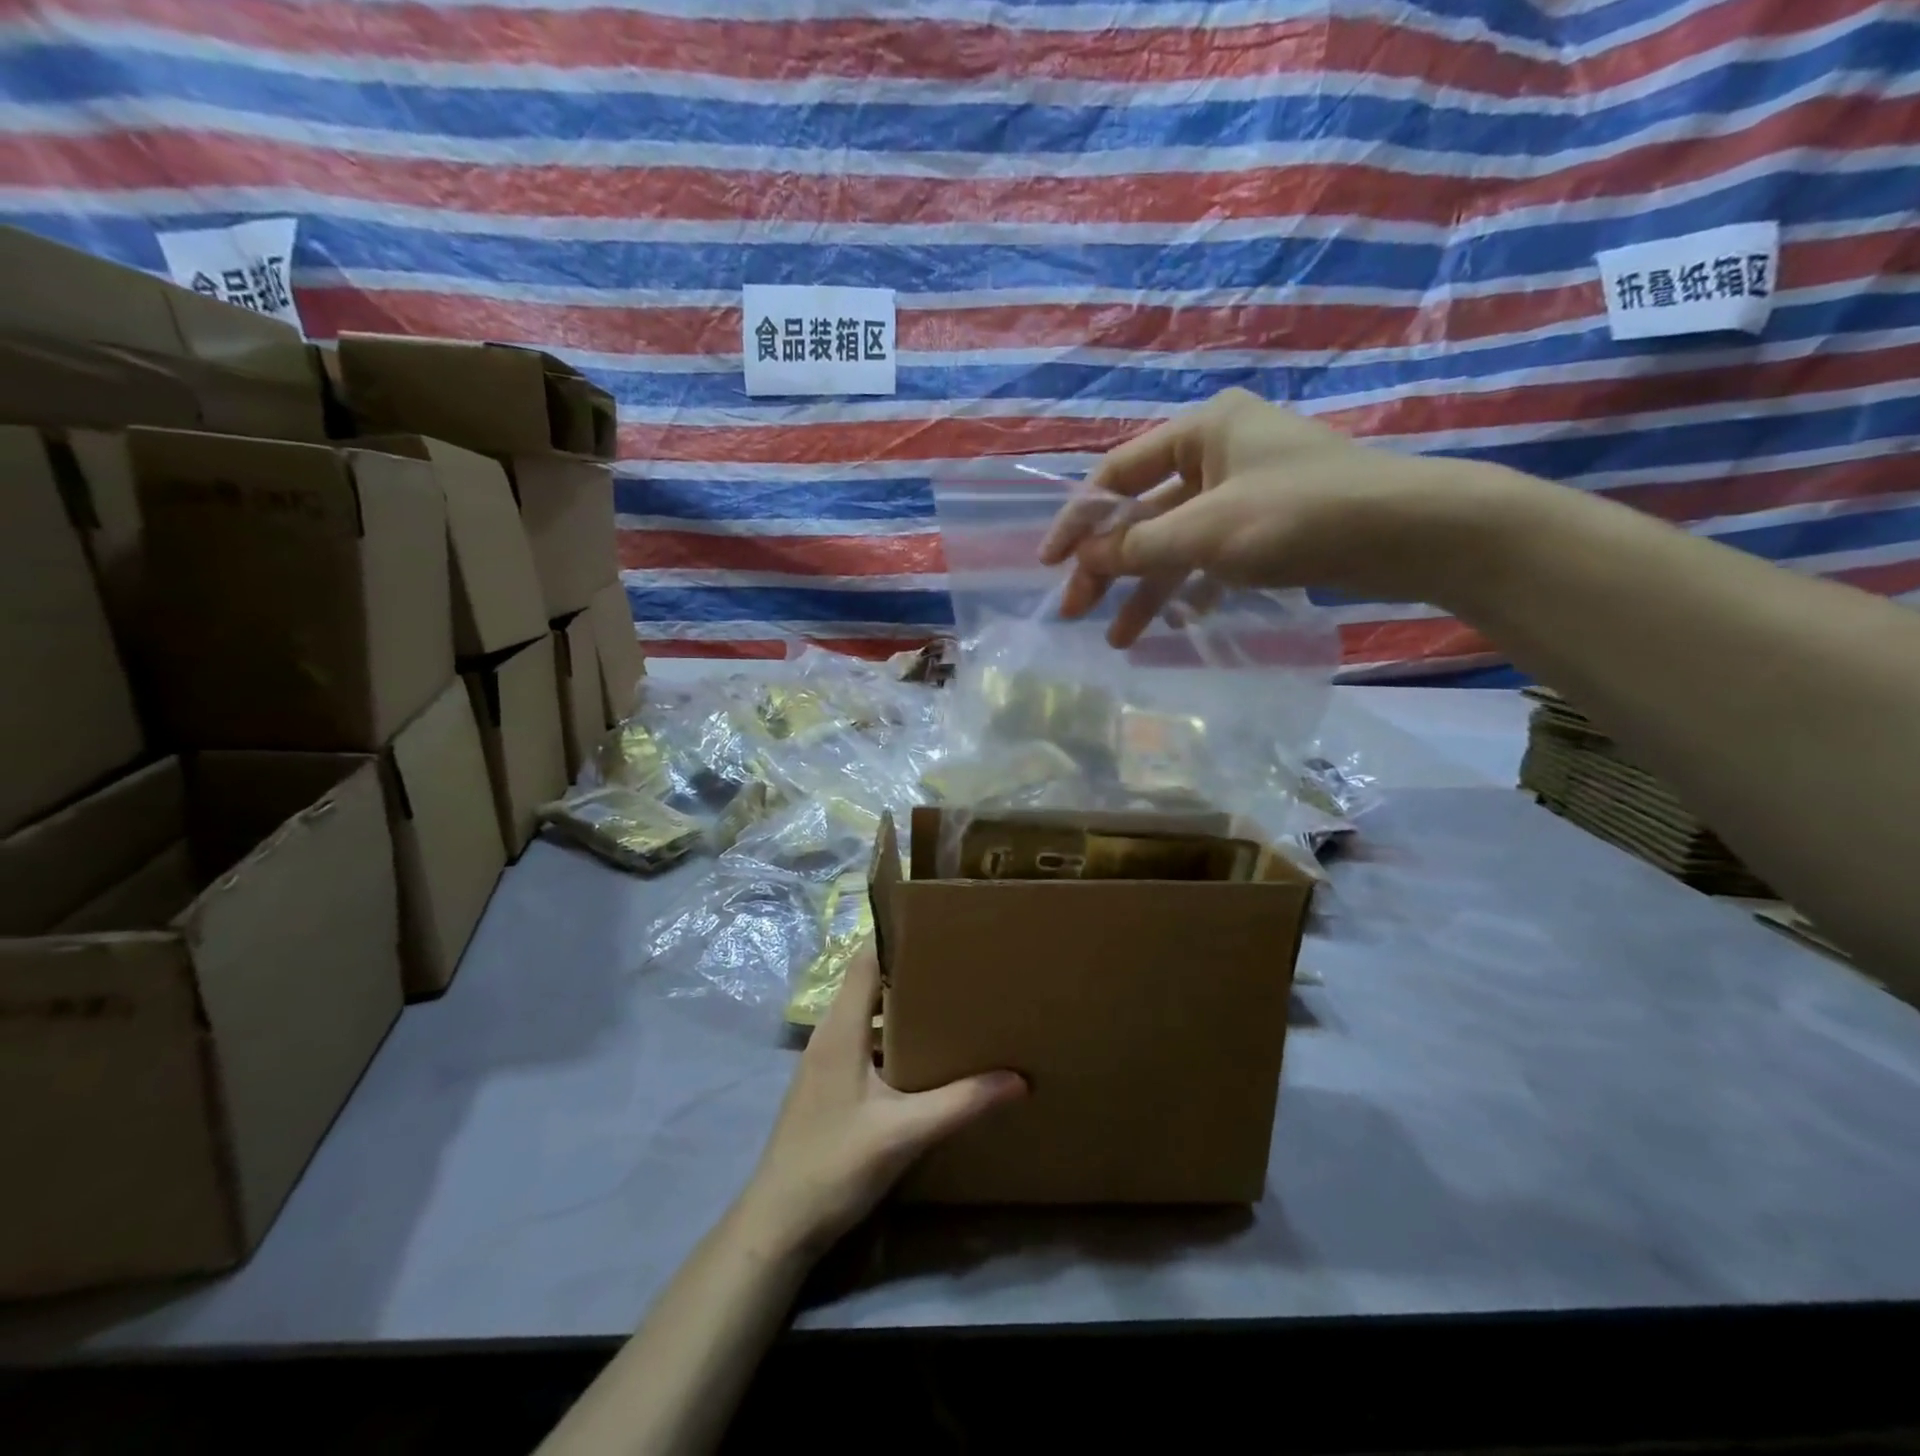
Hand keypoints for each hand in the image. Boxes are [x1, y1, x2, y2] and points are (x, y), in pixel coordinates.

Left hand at [734, 944, 1024, 1258]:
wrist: (778, 1225)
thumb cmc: (834, 1166)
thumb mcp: (903, 1134)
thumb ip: (961, 1103)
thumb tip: (1019, 1079)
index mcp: (840, 1028)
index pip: (865, 959)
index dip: (896, 936)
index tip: (938, 922)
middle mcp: (830, 1034)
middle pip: (869, 981)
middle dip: (910, 967)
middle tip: (959, 958)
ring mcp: (826, 1061)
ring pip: (867, 1013)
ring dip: (902, 1004)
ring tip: (951, 997)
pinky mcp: (829, 1085)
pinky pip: (864, 1040)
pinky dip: (893, 1035)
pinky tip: (925, 1052)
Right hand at [1039, 388, 1505, 646]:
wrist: (1412, 533)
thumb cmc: (1300, 515)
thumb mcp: (1206, 530)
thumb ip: (1138, 546)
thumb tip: (1082, 559)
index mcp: (1201, 430)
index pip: (1117, 474)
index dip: (1078, 520)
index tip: (1050, 564)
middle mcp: (1218, 453)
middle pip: (1144, 512)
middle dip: (1110, 564)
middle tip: (1077, 610)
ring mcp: (1245, 490)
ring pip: (1177, 541)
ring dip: (1147, 588)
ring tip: (1121, 639)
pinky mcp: (1268, 526)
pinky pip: (1212, 556)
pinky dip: (1191, 587)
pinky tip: (1176, 623)